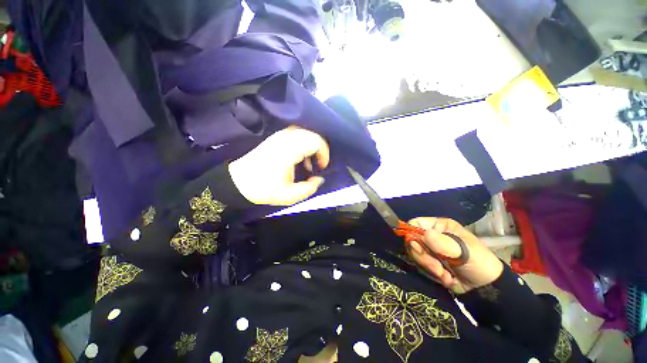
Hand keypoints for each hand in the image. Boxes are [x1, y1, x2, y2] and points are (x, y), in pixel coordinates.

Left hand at [229, 126, 329, 205]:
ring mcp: (279, 136)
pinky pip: (296, 135)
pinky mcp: (275, 138)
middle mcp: (285, 138)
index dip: (324, 154)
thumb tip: (319, 179)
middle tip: (317, 165)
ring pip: (304, 133)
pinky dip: (303, 144)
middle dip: (320, 150)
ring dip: (311, 146)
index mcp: (290, 150)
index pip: (316, 141)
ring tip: (308, 163)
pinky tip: (299, 158)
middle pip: (312, 135)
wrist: (238, 182)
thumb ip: (309, 189)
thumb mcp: (289, 196)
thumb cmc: (264, 188)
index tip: (321, 167)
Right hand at [407, 217, 503, 293]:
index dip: (412, 233)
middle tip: (437, 266)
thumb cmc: (480, 262)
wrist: (485, 288)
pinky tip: (445, 277)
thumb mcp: (465, 251)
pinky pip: (419, 266)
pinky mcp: (428, 262)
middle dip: (423, 256)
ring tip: (444, 274)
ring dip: (428, 266)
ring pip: (415, 254)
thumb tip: (425, 234)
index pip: (415, 223)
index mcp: (439, 226)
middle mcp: (430, 236)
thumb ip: (444, 243)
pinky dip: (431, 274)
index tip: (419, 247)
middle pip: (411, 240)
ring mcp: (428, 249)